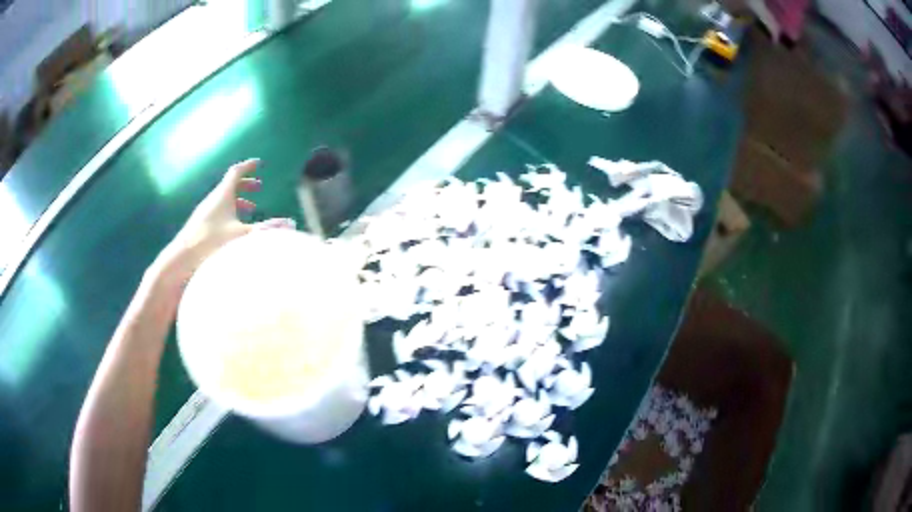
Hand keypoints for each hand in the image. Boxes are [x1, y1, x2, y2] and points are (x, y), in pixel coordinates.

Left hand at [153, 159, 294, 286]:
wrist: (183, 257)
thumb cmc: (212, 241)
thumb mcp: (243, 235)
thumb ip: (267, 229)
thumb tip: (291, 224)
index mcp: (223, 194)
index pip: (237, 172)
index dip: (248, 166)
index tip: (258, 163)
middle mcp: (213, 198)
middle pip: (230, 184)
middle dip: (246, 184)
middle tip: (258, 187)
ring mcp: (205, 210)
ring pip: (224, 198)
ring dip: (238, 199)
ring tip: (250, 208)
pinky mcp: (201, 223)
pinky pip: (218, 209)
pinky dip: (230, 211)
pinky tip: (234, 226)